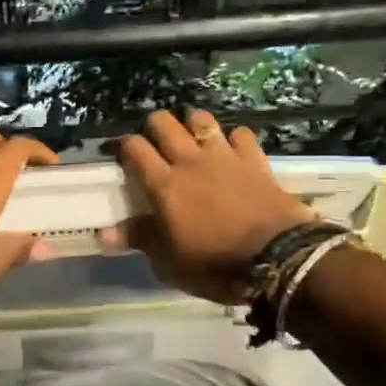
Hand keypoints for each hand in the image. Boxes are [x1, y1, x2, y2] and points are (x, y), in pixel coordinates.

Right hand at [106, 110, 313, 303]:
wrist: (279, 259)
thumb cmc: (215, 265)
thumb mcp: (170, 263)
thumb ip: (141, 240)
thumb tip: (105, 234)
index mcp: (164, 185)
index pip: (135, 149)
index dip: (125, 148)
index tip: (124, 158)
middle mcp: (190, 162)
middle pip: (164, 123)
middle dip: (154, 127)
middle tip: (155, 145)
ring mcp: (225, 157)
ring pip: (201, 120)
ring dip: (191, 124)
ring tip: (191, 138)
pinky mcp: (255, 160)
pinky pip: (241, 134)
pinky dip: (233, 139)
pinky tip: (232, 150)